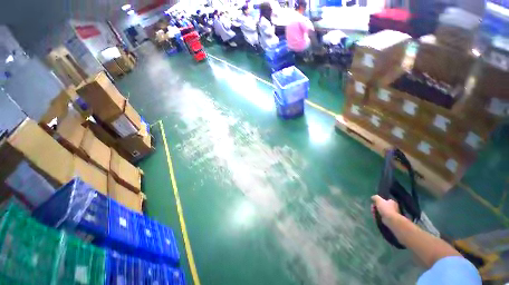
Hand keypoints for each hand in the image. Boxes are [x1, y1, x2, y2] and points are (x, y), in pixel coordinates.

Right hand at [371, 195, 400, 224]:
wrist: (390, 220)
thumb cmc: (386, 208)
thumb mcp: (379, 200)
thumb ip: (375, 197)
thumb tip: (373, 197)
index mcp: (391, 202)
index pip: (384, 199)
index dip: (377, 201)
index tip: (373, 202)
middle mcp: (392, 207)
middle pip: (381, 205)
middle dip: (375, 207)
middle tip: (372, 208)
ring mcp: (390, 213)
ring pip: (380, 211)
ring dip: (375, 211)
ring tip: (373, 213)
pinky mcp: (388, 218)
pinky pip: (381, 216)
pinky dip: (377, 216)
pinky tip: (374, 216)